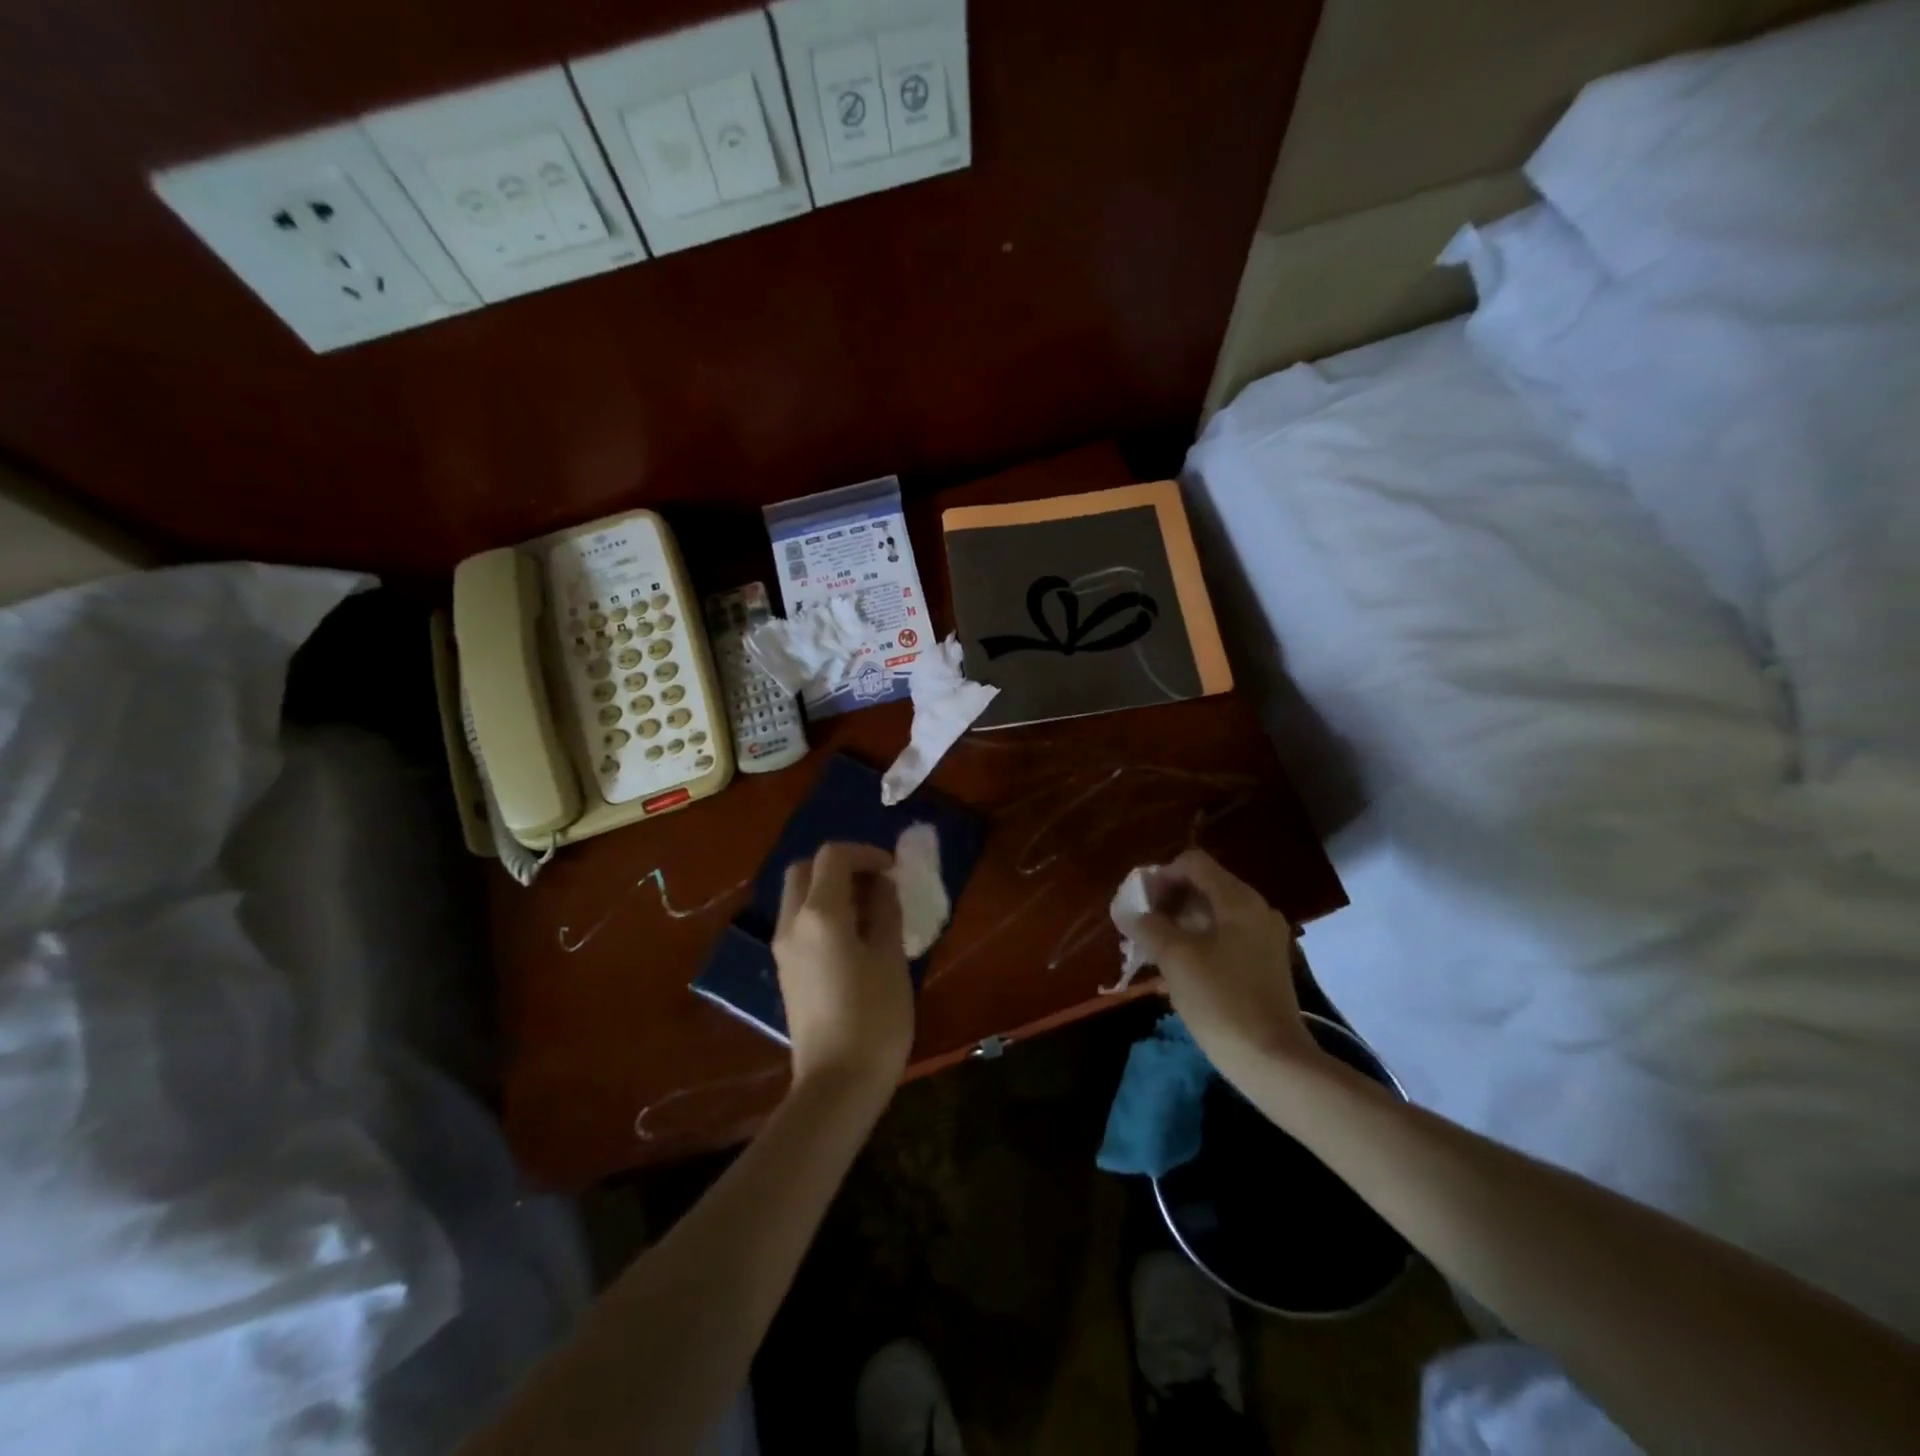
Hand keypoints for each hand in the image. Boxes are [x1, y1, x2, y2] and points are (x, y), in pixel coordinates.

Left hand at [772, 842, 913, 1100]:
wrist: (836, 1085)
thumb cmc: (874, 1018)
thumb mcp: (891, 958)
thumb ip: (886, 912)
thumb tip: (883, 885)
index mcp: (820, 914)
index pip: (833, 856)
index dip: (866, 853)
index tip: (893, 870)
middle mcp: (792, 923)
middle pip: (805, 869)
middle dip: (840, 865)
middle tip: (876, 882)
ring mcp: (783, 948)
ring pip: (798, 896)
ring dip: (829, 889)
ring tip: (869, 909)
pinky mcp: (786, 970)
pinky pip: (799, 922)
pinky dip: (821, 912)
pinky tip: (853, 936)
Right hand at [1130, 849, 1318, 1085]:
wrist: (1272, 1060)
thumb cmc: (1220, 1000)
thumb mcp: (1175, 958)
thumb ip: (1148, 925)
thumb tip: (1128, 910)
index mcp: (1239, 900)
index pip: (1193, 864)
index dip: (1160, 876)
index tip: (1138, 902)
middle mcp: (1256, 910)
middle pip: (1203, 887)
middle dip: (1167, 902)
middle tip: (1140, 926)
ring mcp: (1263, 939)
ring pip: (1212, 915)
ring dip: (1178, 924)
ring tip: (1151, 950)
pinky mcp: (1263, 965)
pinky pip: (1224, 939)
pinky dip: (1197, 943)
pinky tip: (1175, 970)